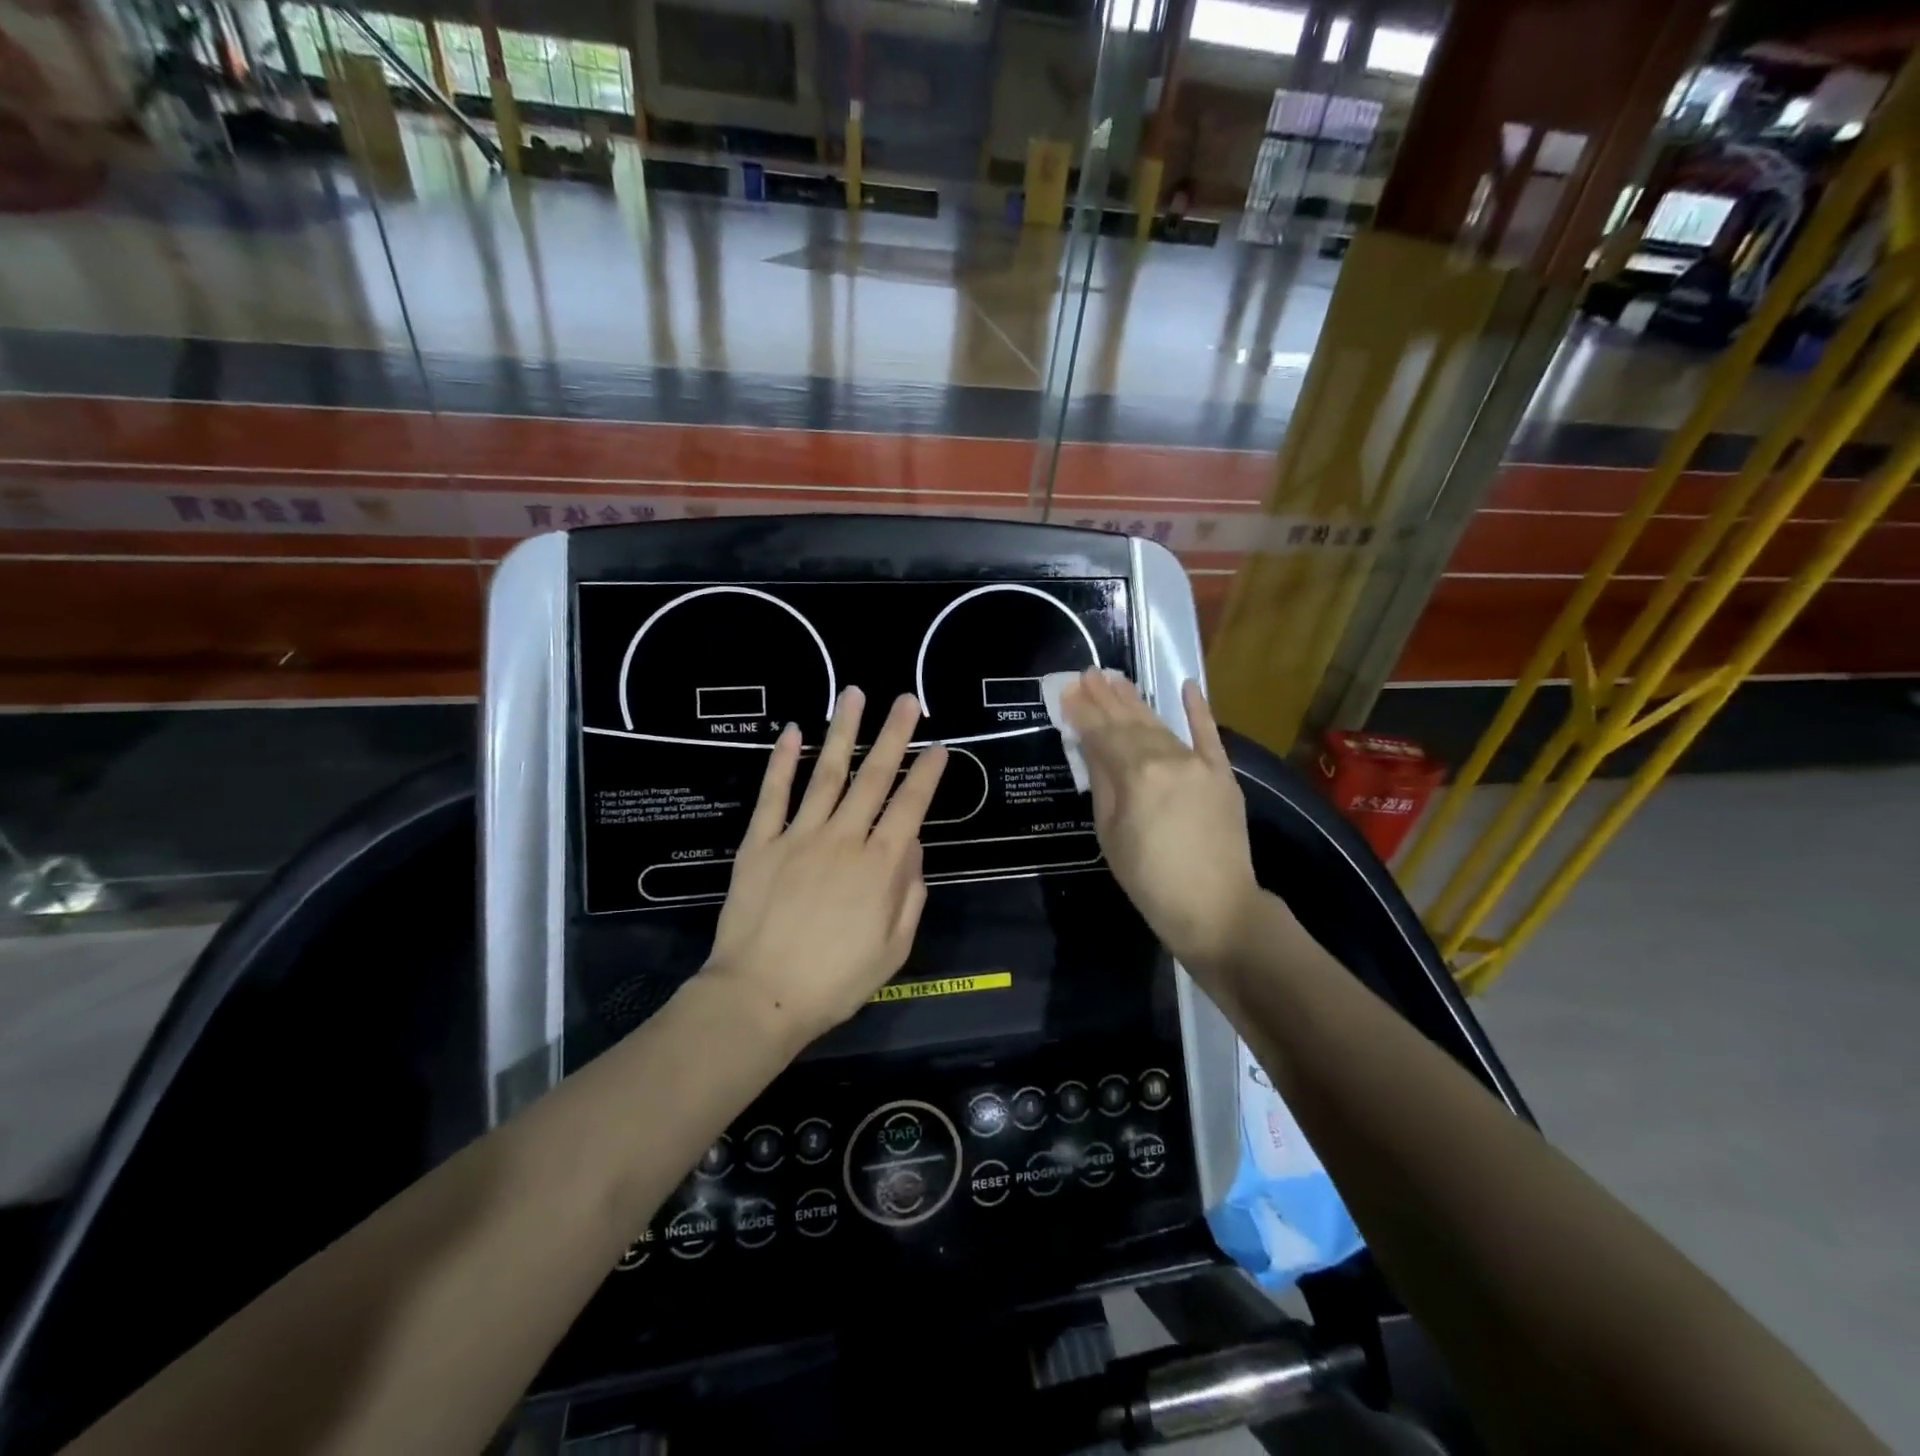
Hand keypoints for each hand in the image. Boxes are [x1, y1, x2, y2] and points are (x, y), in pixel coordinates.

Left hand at [703, 688, 948, 1042]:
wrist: (760, 996)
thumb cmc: (835, 981)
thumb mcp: (893, 948)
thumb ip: (909, 894)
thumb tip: (913, 848)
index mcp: (880, 866)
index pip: (910, 807)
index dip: (927, 774)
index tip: (939, 746)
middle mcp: (844, 838)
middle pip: (874, 777)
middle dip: (893, 735)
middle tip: (906, 700)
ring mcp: (799, 835)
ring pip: (826, 772)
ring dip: (843, 731)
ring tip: (854, 694)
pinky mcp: (761, 842)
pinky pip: (773, 794)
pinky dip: (782, 761)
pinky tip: (791, 731)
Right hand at [1061, 669, 1265, 971]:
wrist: (1216, 908)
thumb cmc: (1149, 879)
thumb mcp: (1110, 834)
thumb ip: (1103, 783)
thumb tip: (1091, 745)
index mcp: (1137, 774)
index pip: (1103, 735)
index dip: (1083, 713)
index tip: (1067, 690)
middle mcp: (1169, 758)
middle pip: (1131, 723)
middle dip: (1106, 698)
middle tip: (1088, 673)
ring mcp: (1199, 764)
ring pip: (1161, 726)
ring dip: (1137, 702)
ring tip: (1117, 679)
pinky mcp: (1222, 774)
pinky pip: (1209, 735)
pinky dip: (1199, 711)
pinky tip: (1187, 686)